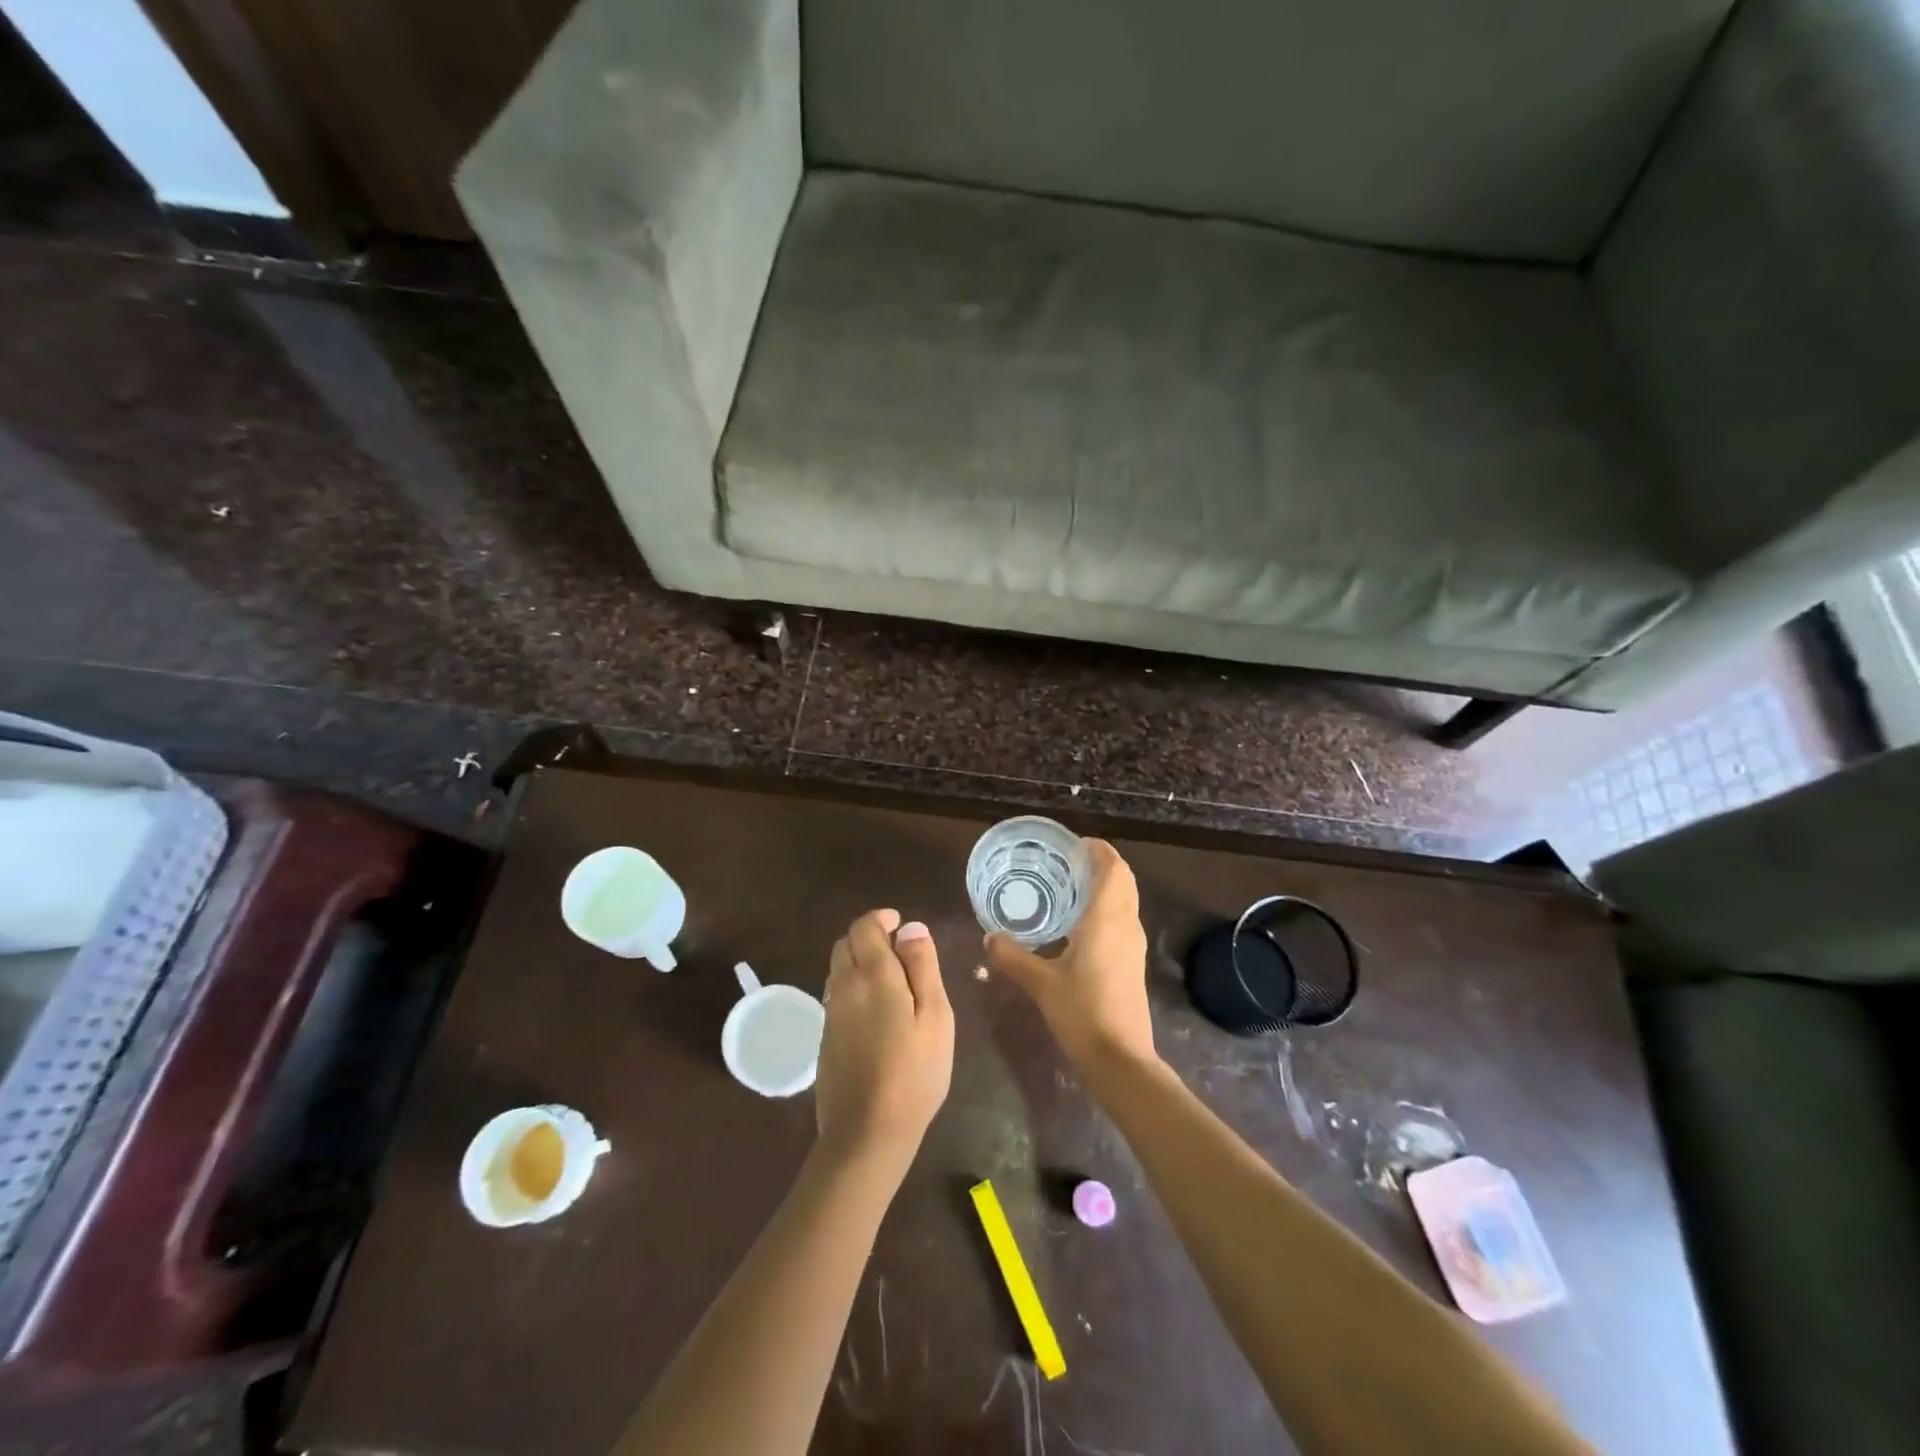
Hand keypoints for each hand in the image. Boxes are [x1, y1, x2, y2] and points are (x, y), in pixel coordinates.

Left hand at [816, 909, 953, 1174]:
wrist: (867, 1133)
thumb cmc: (914, 1072)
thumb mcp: (935, 1016)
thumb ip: (923, 967)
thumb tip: (911, 928)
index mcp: (872, 974)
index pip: (864, 926)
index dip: (882, 919)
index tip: (903, 925)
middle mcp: (843, 986)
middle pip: (846, 943)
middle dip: (870, 937)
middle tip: (901, 951)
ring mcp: (830, 1013)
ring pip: (839, 968)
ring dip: (860, 961)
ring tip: (893, 980)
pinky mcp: (825, 1037)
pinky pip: (837, 994)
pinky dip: (854, 986)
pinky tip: (877, 1011)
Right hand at [984, 840, 1155, 1070]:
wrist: (1120, 1058)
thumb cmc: (1082, 1012)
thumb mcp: (1041, 983)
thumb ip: (1013, 957)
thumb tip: (988, 937)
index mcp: (1106, 919)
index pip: (1113, 869)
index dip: (1099, 851)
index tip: (1075, 845)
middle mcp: (1126, 924)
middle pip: (1124, 880)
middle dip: (1102, 865)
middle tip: (1068, 863)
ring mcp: (1134, 945)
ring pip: (1127, 900)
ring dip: (1107, 886)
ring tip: (1071, 887)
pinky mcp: (1133, 962)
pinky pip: (1124, 919)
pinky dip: (1108, 908)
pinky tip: (1079, 924)